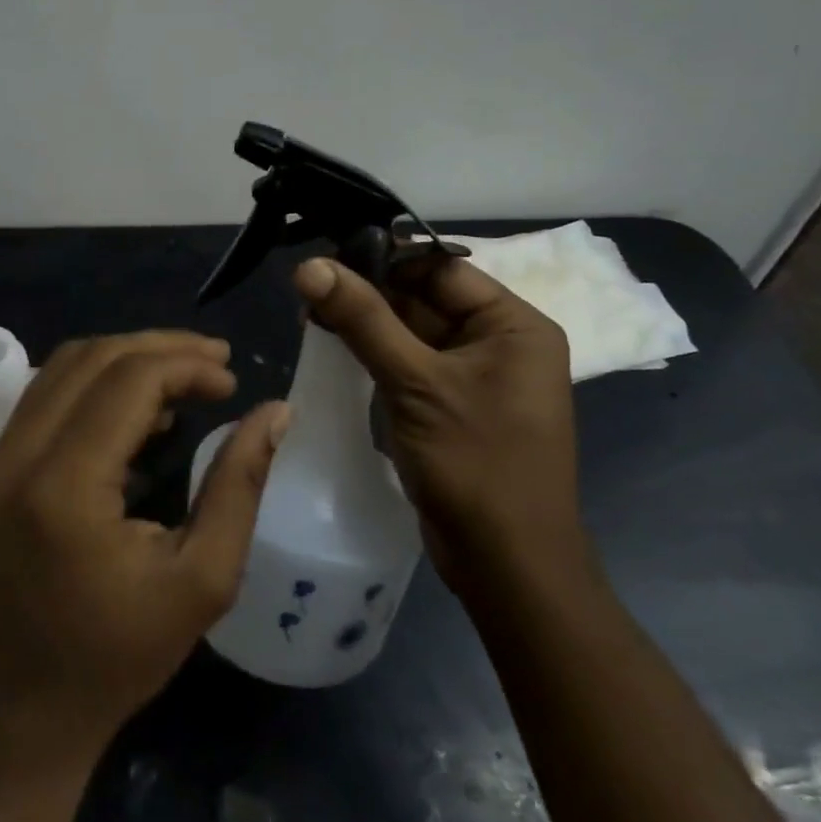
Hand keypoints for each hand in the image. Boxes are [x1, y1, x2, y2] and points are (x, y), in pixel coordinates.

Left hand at [0, 331, 290, 766]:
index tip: (232, 382)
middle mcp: (17, 457)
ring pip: (65, 366)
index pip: (129, 381)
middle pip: (93, 358)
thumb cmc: (118, 657)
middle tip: (216, 361)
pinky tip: (139, 408)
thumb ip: (238, 484)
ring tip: (185, 376)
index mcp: (64, 486)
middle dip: (161, 348)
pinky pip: (47, 395)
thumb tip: (276, 411)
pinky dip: (96, 383)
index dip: (187, 365)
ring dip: (127, 358)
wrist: (22, 714)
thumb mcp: (202, 579)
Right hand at [293, 253, 585, 592]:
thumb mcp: (415, 382)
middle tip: (306, 286)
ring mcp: (475, 376)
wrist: (507, 566)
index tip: (325, 255)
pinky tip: (332, 345)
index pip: (440, 269)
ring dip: (365, 322)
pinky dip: (375, 353)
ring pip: (412, 331)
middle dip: (367, 292)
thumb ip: (363, 319)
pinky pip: (410, 363)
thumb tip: (309, 265)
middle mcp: (499, 342)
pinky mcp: (452, 404)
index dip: (382, 258)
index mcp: (513, 324)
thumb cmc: (475, 464)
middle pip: (424, 298)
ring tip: (309, 312)